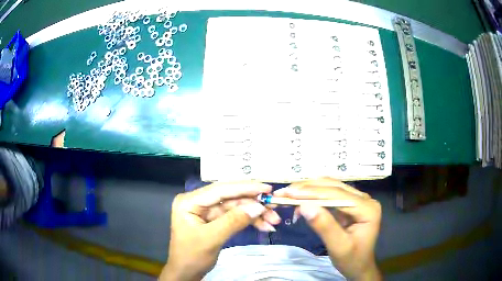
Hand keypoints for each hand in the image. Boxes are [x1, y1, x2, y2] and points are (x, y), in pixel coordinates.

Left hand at [161, 181, 277, 280]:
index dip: (245, 187)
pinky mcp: (214, 220)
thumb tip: (258, 207)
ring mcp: (206, 211)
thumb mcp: (212, 239)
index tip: (266, 188)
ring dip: (254, 214)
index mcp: (190, 201)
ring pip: (235, 207)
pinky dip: (249, 221)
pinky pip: (234, 217)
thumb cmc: (192, 256)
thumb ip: (234, 221)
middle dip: (253, 203)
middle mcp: (198, 201)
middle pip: (230, 198)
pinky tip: (264, 226)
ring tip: (273, 220)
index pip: (220, 189)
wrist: (186, 273)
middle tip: (274, 206)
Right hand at [274, 178, 381, 280]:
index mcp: (367, 208)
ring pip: (330, 187)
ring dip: (308, 190)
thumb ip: (325, 226)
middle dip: (307, 188)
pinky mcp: (349, 204)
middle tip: (283, 192)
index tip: (289, 193)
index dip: (312, 192)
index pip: (338, 195)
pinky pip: (329, 195)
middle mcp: (364, 199)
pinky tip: (299, 201)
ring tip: (287, 194)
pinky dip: (312, 196)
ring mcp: (357, 200)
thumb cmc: (352, 260)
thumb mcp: (339, 247)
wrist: (359, 266)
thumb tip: (304, 206)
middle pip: (333, 187)